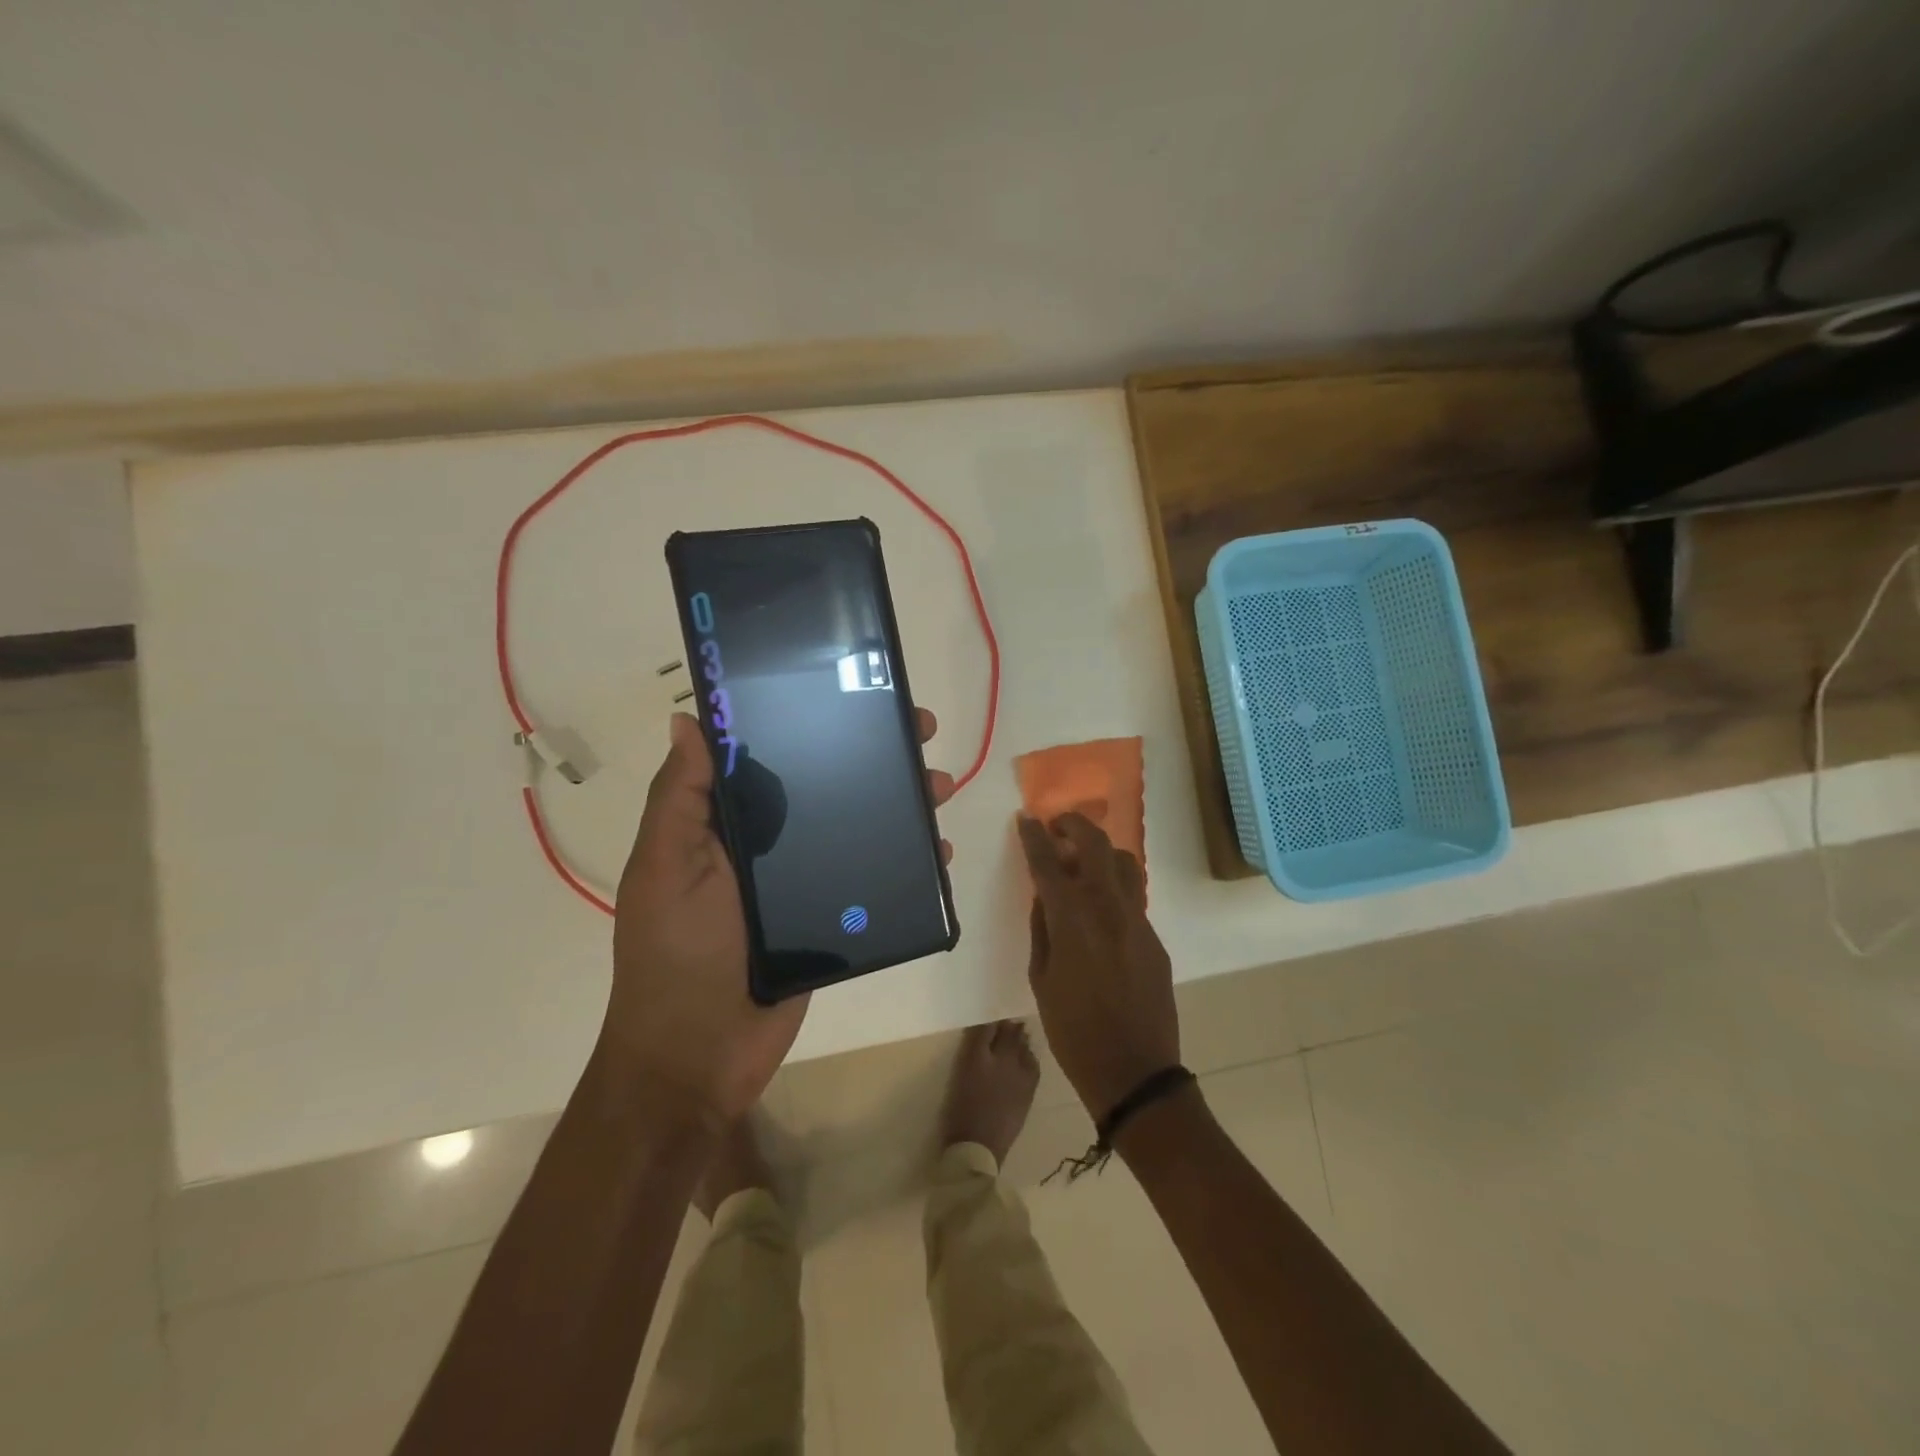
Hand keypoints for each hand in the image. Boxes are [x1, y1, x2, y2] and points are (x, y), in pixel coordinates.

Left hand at [605, 709, 952, 1125]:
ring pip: (857, 825)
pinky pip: (871, 877)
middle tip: (919, 731)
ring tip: (939, 787)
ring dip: (900, 802)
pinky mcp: (830, 917)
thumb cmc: (677, 953)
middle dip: (873, 754)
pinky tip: (936, 851)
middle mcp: (767, 843)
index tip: (851, 694)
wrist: (699, 1056)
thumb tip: (689, 718)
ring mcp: (802, 881)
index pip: (772, 754)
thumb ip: (681, 797)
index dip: (810, 719)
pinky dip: (906, 861)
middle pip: (826, 783)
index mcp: (727, 822)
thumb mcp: (666, 867)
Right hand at [1018, 813, 1178, 1121]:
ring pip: (1125, 863)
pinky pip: (1134, 895)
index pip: (1049, 863)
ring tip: (1083, 860)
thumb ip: (1042, 930)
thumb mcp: (1042, 980)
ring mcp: (1137, 920)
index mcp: (1072, 919)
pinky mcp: (1154, 937)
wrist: (1134, 1070)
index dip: (1035, 837)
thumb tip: (1045, 897)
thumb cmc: (1074, 1031)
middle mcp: (1108, 907)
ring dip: (1101, 850)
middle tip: (1058, 825)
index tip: (1026, 820)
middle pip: (1095, 845)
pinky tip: (1102, 905)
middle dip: (1074, 825)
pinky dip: (1115, 884)